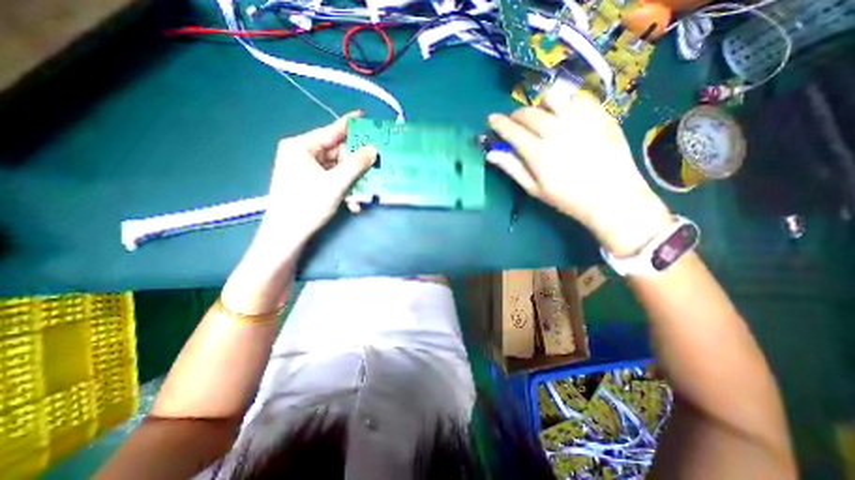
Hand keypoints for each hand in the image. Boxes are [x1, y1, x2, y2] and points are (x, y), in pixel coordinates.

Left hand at [254, 111, 375, 242]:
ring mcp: (305, 170)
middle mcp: (302, 154)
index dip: (350, 125)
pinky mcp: (309, 183)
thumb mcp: (336, 184)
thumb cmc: (308, 205)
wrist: (287, 235)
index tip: (365, 117)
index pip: (330, 131)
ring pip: (336, 168)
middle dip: (356, 162)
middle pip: (336, 152)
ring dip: (352, 180)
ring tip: (368, 187)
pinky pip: (332, 180)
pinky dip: (344, 189)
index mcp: (301, 147)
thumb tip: (373, 150)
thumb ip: (356, 165)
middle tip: (376, 160)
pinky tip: (354, 202)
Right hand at [488, 92, 673, 256]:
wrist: (612, 197)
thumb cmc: (568, 198)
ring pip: (553, 97)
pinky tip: (566, 115)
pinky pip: (579, 98)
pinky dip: (567, 102)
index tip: (491, 119)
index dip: (499, 123)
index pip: (512, 130)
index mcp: (538, 152)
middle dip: (516, 115)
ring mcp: (581, 120)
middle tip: (515, 123)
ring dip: (541, 104)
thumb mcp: (535, 189)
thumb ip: (512, 168)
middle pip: (529, 112)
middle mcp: (557, 131)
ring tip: (542, 115)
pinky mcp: (600, 115)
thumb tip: (491, 154)